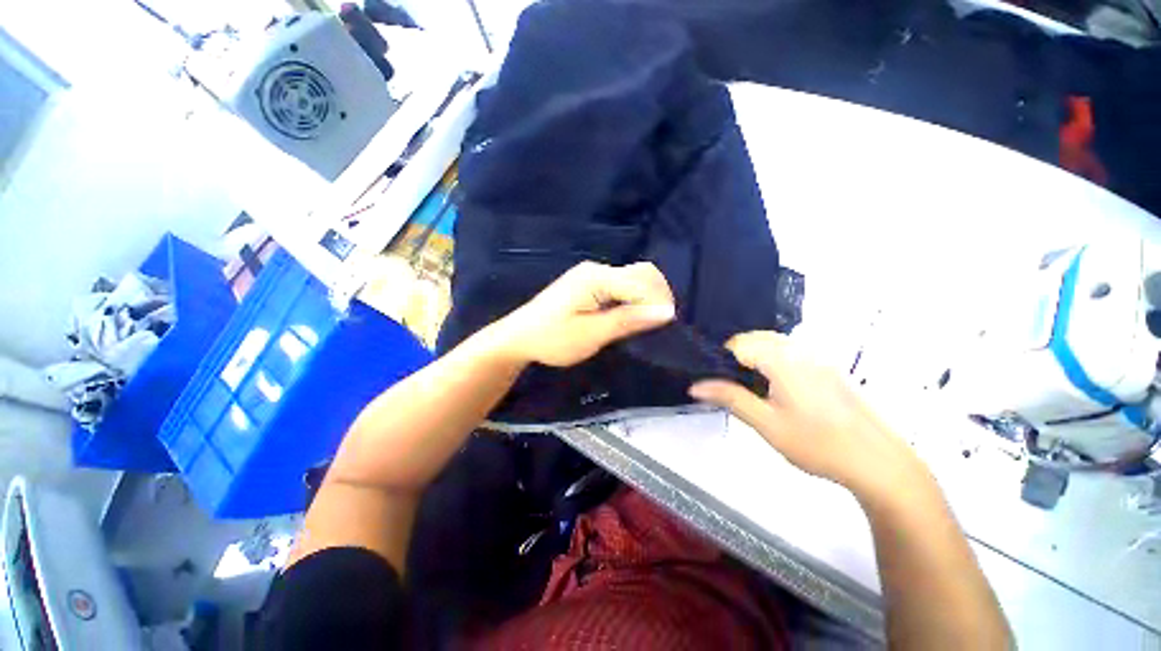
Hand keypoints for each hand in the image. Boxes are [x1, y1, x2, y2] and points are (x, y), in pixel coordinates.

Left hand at [491, 261, 675, 367]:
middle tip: (656, 325)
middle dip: (657, 296)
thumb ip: (627, 320)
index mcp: (597, 277)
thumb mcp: (591, 334)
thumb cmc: (552, 339)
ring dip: (646, 298)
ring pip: (634, 278)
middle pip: (642, 273)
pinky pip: (622, 285)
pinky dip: (633, 299)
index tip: (665, 328)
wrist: (518, 337)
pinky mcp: (589, 284)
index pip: (642, 282)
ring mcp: (592, 275)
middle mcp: (597, 269)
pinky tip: (630, 316)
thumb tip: (666, 312)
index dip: (658, 303)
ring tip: (645, 323)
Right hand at [689, 331, 933, 504]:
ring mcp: (819, 357)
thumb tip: (695, 386)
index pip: (738, 343)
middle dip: (737, 356)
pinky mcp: (829, 367)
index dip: (720, 359)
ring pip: (774, 342)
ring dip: (755, 356)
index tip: (715, 381)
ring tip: (751, 387)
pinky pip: (791, 351)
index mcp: (783, 359)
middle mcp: (801, 349)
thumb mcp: (767, 423)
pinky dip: (774, 359)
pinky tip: (777, 387)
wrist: (879, 463)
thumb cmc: (818, 444)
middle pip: (756, 338)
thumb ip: (730, 398)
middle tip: (730, 386)